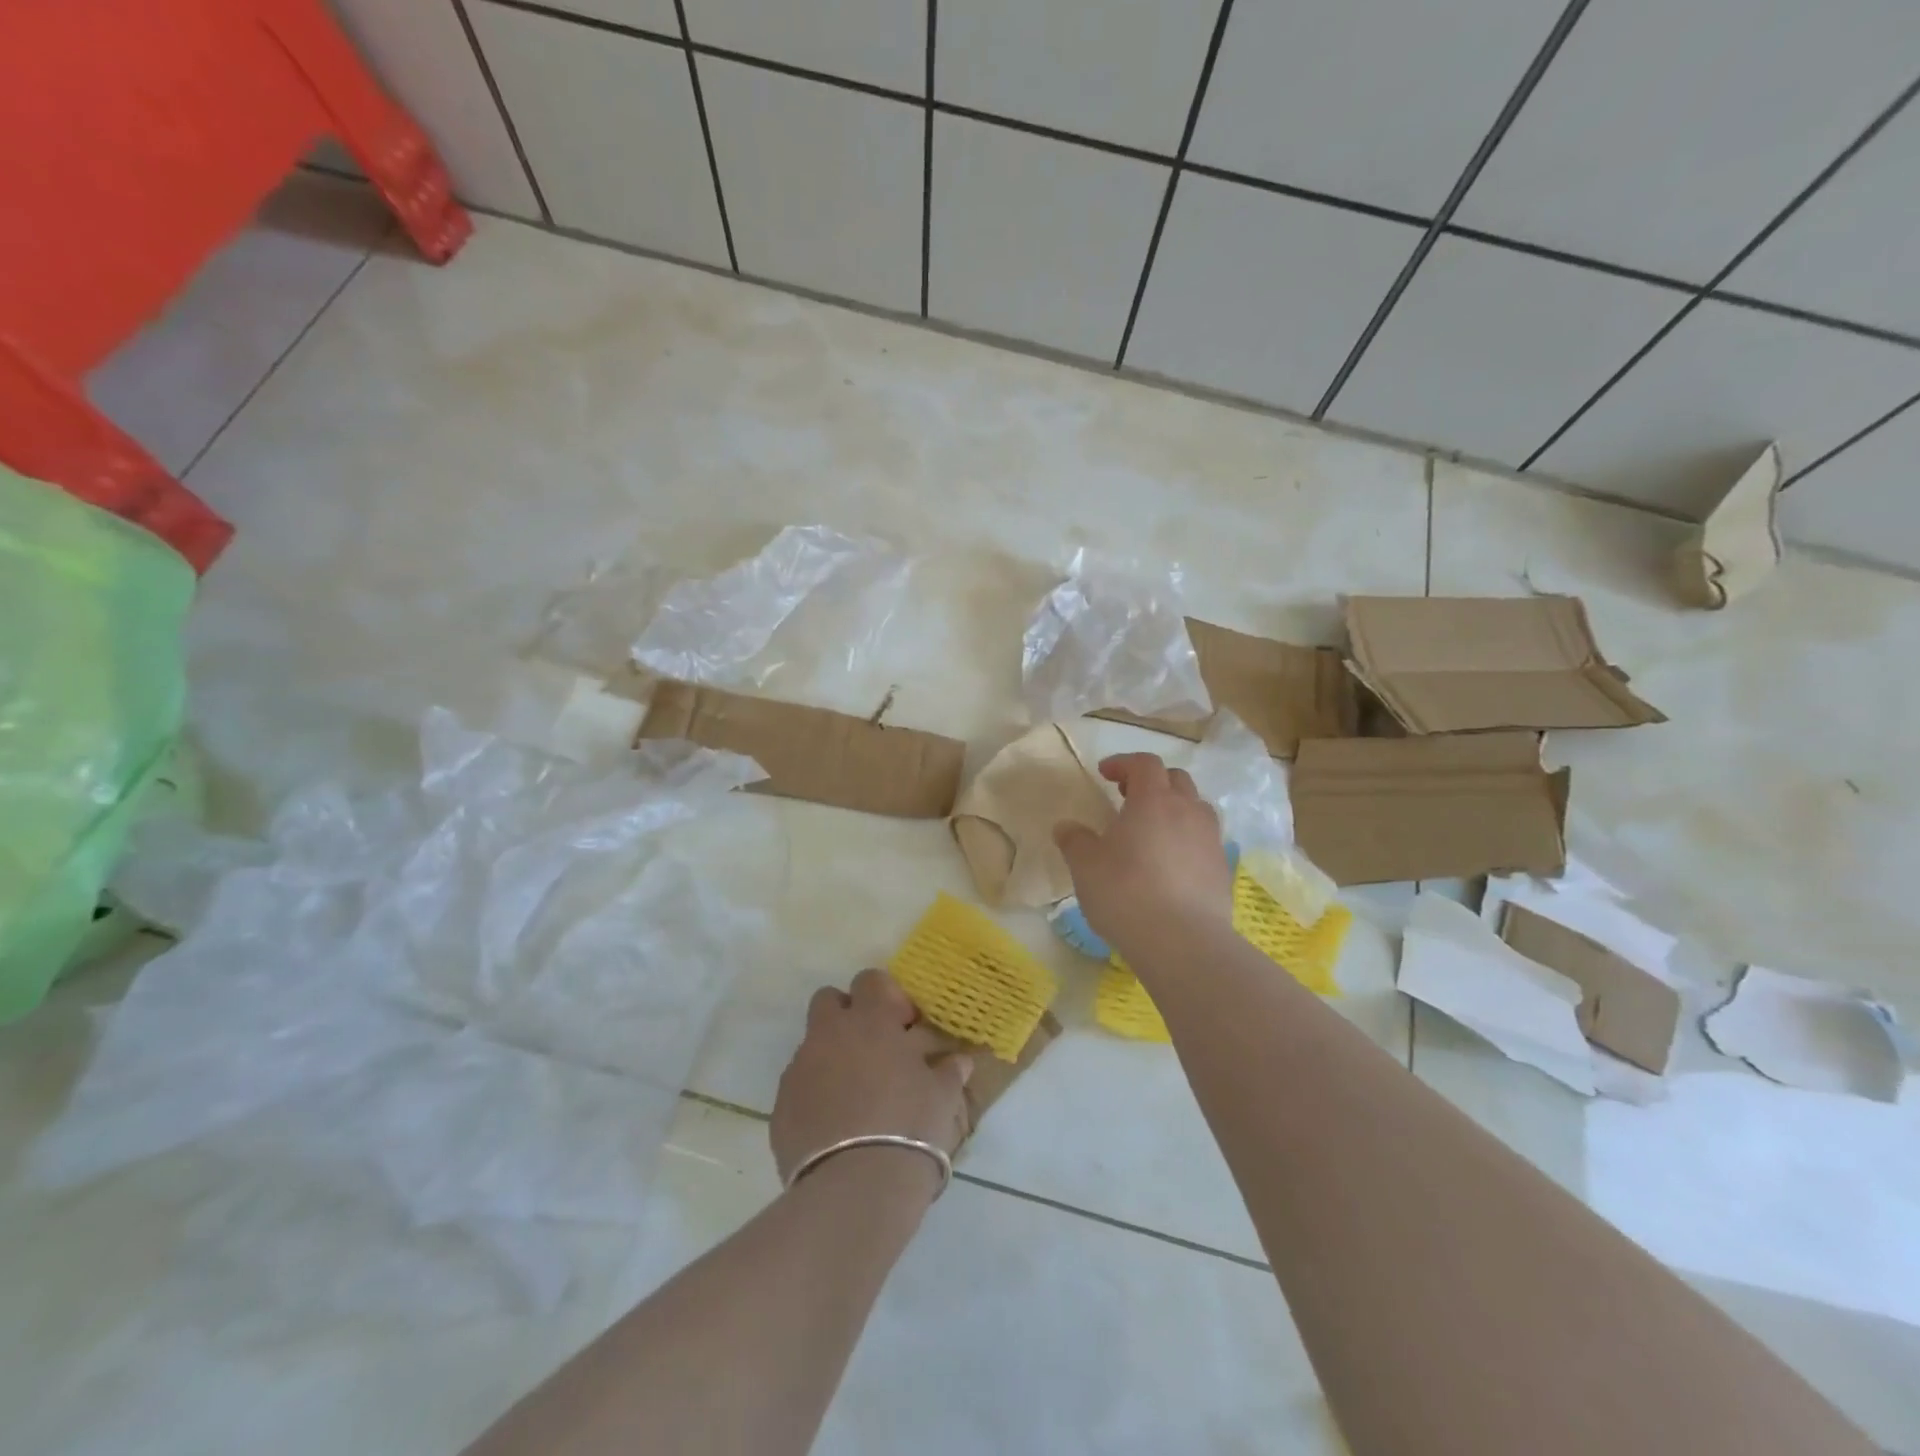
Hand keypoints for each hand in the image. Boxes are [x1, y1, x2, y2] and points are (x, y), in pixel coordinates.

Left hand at [771, 969, 973, 1197]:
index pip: (870, 979)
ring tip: (857, 1097)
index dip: (887, 996)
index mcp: (870, 1021)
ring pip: (812, 1046)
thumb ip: (948, 1071)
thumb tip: (959, 1060)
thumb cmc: (909, 1128)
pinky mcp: (780, 1107)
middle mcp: (829, 1034)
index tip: (904, 1026)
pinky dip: (814, 1095)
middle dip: (848, 1016)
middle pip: (829, 1001)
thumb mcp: (942, 1098)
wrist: (856, 1190)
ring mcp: (799, 1069)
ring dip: (832, 1058)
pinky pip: (798, 1086)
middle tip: (874, 1050)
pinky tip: (836, 1127)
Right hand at [1053, 752, 1232, 961]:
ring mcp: (1211, 840)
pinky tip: (1170, 865)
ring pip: (1196, 808)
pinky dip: (1187, 840)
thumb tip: (1066, 827)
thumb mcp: (1086, 866)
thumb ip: (1075, 841)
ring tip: (1153, 831)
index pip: (1144, 763)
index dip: (1124, 763)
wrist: (1182, 941)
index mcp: (1153, 800)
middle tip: (1128, 799)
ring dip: (1175, 809)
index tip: (1105, 774)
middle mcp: (1187, 811)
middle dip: (1152, 782)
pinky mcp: (1222, 869)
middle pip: (1176, 779)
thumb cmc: (1126, 892)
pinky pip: (1204, 841)